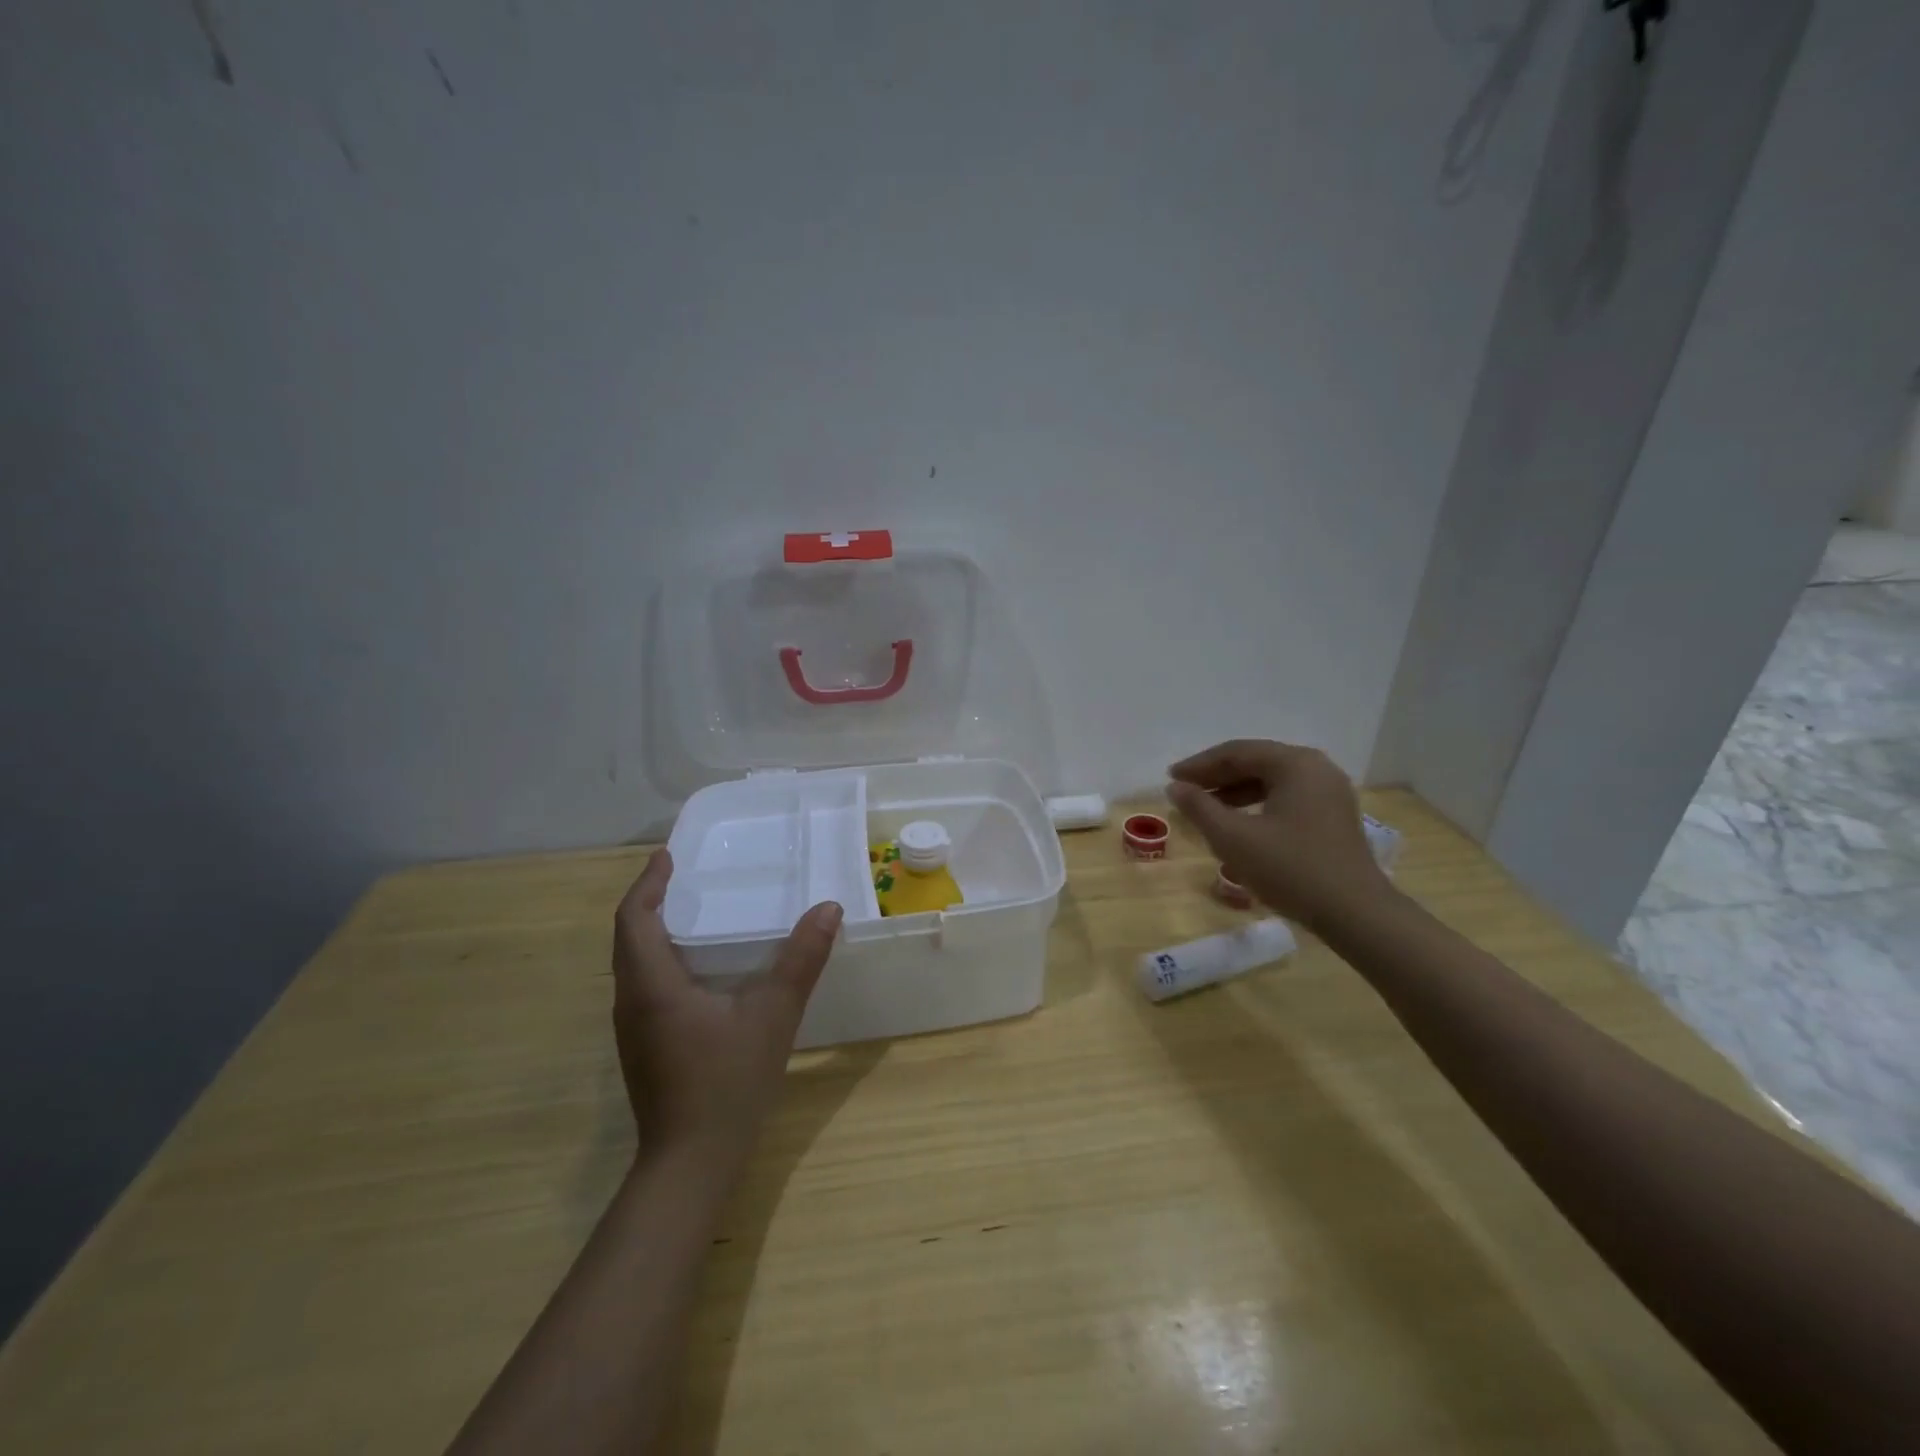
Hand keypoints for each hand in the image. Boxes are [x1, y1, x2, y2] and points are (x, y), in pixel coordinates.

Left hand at [612, 850, 841, 1173]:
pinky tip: (696, 966)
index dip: (647, 883)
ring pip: (632, 964)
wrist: (690, 1164)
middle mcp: (632, 1002)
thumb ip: (801, 960)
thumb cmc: (727, 1083)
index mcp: (652, 986)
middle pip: (628, 937)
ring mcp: (633, 1029)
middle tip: (681, 874)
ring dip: (652, 930)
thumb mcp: (773, 1015)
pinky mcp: (643, 1048)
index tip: (667, 856)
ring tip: (689, 909)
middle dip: (649, 901)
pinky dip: (660, 958)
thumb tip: (829, 909)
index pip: (633, 919)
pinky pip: (643, 985)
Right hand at [1167, 739, 1393, 933]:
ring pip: (1272, 781)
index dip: (1199, 765)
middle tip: (1185, 791)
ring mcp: (1330, 792)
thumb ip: (1200, 808)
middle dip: (1217, 777)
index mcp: (1295, 764)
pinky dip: (1258, 805)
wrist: (1355, 914)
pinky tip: (1240, 825)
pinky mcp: (1334, 816)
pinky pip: (1288, 798)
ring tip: (1207, 810)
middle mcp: (1317, 768)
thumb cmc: (1290, 869)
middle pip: (1257, 762)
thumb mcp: (1234, 838)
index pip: (1237, 752)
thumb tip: (1176, 787)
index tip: (1171, 778)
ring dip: (1236, 791)